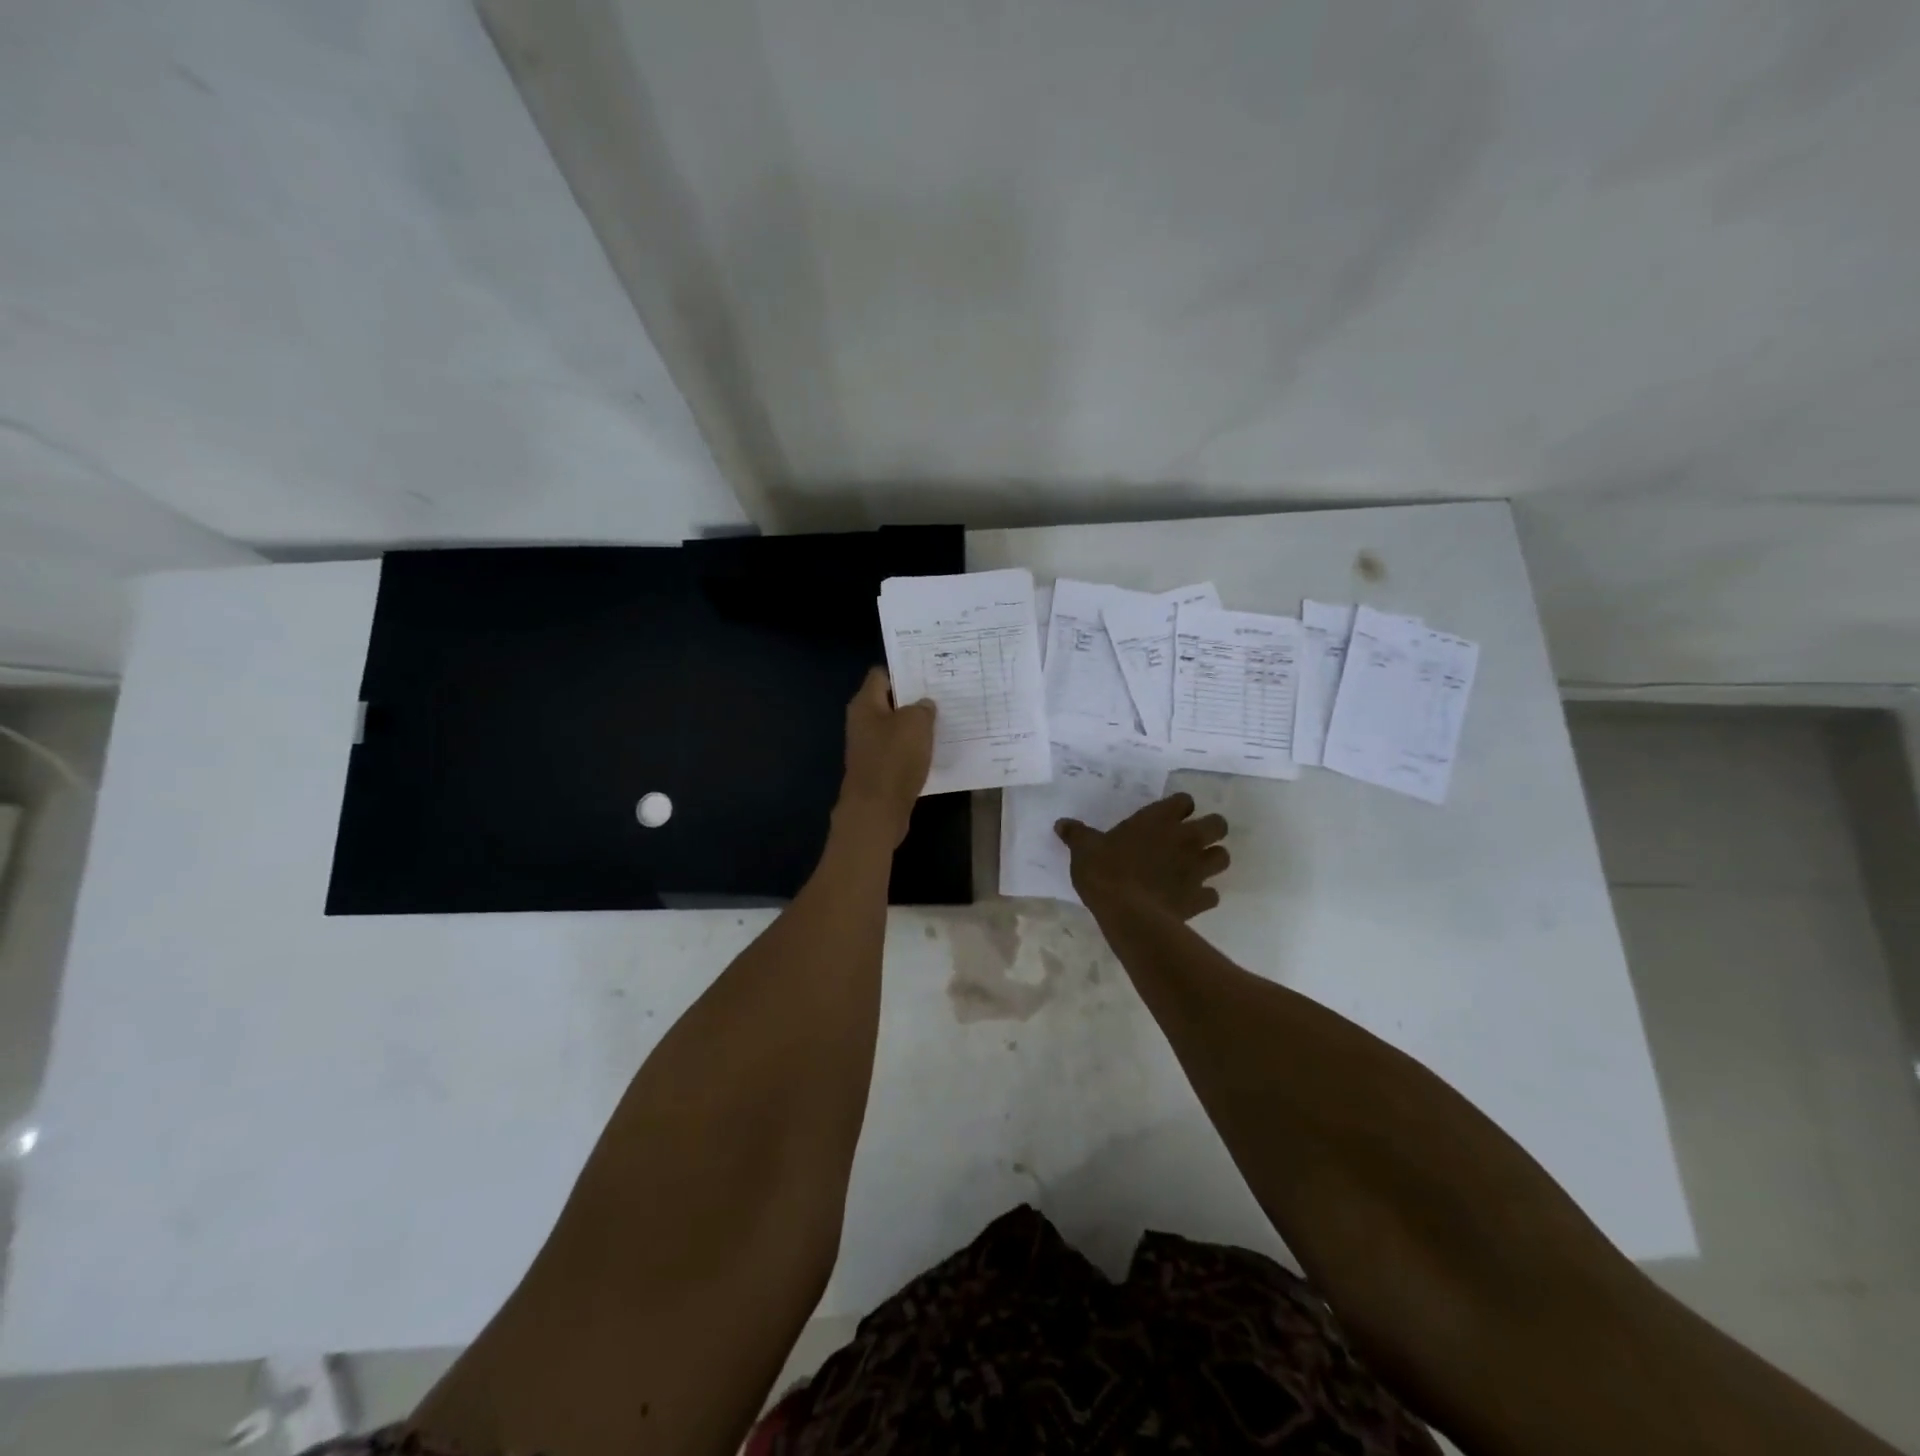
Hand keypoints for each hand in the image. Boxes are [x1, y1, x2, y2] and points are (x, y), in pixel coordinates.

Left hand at [836, 667, 935, 847]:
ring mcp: (870, 747)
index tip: (929, 672)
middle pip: (890, 702)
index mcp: (865, 704)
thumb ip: (922, 707)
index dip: (904, 670)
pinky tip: (936, 749)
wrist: (876, 810)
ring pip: (897, 728)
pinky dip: (915, 749)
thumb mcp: (915, 724)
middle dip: (914, 699)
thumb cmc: (893, 759)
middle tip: (944, 695)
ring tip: (946, 720)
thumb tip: (924, 705)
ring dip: (917, 726)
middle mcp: (863, 722)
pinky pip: (900, 751)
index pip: (882, 675)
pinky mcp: (879, 769)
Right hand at [1056, 792, 1229, 919]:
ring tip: (1195, 868)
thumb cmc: (1105, 871)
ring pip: (1223, 857)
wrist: (1128, 913)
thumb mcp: (1084, 849)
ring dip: (1212, 860)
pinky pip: (1212, 895)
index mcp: (1159, 819)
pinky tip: (1188, 899)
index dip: (1179, 807)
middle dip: (1210, 830)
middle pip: (1218, 824)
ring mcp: (1197, 869)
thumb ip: (1077, 834)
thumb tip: (1061, 824)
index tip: (1167, 817)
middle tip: (1190, 839)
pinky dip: (1204, 896)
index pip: (1185, 800)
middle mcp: (1185, 839)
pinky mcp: (1199, 899)